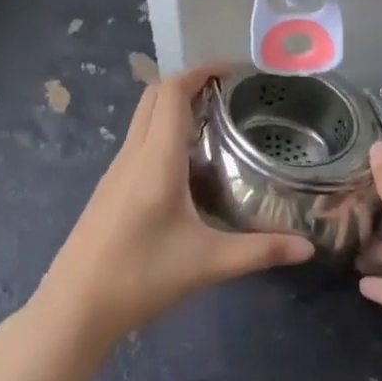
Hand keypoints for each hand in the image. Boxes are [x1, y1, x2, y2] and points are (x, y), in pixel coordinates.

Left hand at [35, 65, 314, 347]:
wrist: (74, 309)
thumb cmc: (141, 277)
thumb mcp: (208, 263)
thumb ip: (260, 251)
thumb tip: (308, 248)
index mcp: (156, 159)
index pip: (172, 92)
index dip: (200, 71)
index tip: (233, 71)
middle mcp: (133, 154)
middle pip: (154, 95)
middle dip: (189, 82)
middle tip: (227, 94)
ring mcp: (116, 170)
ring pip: (143, 117)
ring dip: (173, 105)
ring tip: (213, 121)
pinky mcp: (109, 188)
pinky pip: (138, 140)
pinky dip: (162, 129)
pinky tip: (185, 162)